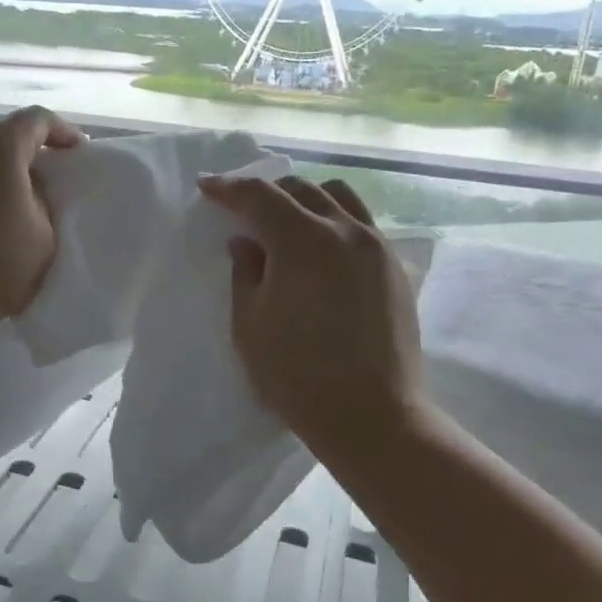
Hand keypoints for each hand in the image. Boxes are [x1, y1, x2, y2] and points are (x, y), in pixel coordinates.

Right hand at [199, 173, 425, 459]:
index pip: (260, 196)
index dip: (229, 188)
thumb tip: (245, 241)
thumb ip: (245, 273)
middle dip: (266, 192)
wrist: (372, 415)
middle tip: (242, 210)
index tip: (207, 187)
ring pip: (338, 197)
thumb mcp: (250, 325)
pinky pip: (361, 223)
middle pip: (301, 189)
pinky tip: (321, 250)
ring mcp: (376, 247)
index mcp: (304, 241)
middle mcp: (345, 231)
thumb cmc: (298, 375)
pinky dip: (334, 220)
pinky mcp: (394, 267)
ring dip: (305, 199)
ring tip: (287, 221)